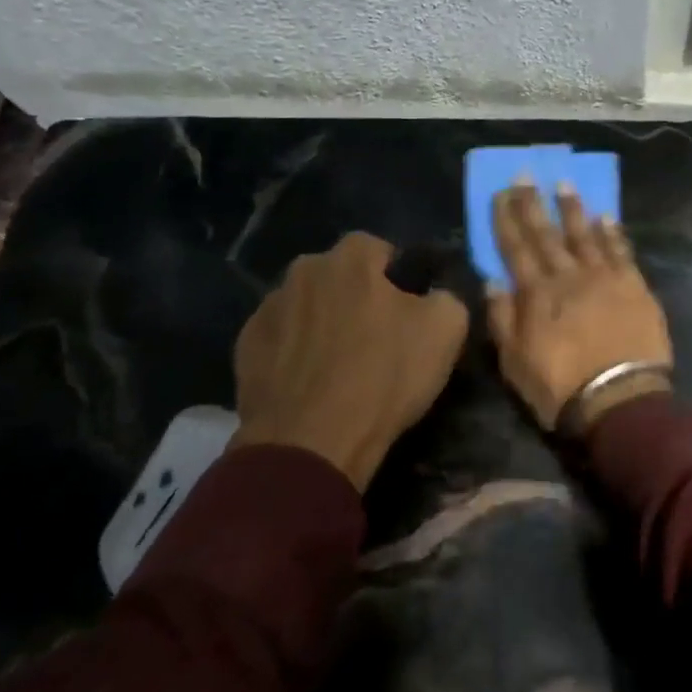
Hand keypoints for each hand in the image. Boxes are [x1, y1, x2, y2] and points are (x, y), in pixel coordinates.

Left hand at [232, 233, 468, 489]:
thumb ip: (446, 296)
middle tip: (375, 338)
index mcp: (350, 258)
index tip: (407, 311)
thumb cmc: (382, 378)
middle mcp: (303, 271)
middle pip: (338, 276)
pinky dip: (293, 353)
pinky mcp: (245, 347)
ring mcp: (267, 308)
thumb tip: (435, 295)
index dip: (396, 277)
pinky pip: (280, 339)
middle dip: (355, 297)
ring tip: (339, 366)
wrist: (311, 443)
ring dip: (322, 324)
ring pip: (306, 307)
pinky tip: (309, 384)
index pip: (378, 248)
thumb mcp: (446, 331)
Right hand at [486, 183, 673, 431]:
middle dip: (534, 204)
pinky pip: (621, 251)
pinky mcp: (634, 286)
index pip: (515, 248)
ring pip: (584, 235)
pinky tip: (606, 216)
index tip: (501, 193)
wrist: (619, 401)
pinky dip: (612, 232)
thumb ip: (502, 318)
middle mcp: (568, 276)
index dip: (506, 219)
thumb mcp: (514, 361)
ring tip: (564, 184)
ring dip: (573, 209)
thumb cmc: (559, 387)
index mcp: (536, 294)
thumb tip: (492, 280)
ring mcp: (604, 278)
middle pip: (547, 234)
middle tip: (526, 175)